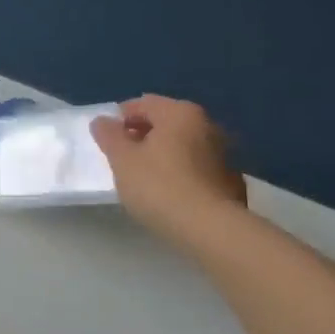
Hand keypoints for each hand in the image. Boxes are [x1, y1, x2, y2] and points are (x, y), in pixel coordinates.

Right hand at [90, 95, 247, 249]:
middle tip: (122, 156)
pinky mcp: (231, 181)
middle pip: (166, 123)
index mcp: (180, 113)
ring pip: (183, 146)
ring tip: (143, 176)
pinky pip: (197, 167)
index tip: (106, 139)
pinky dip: (181, 172)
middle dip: (142, 135)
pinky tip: (169, 192)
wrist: (210, 229)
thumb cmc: (159, 185)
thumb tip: (103, 121)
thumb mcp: (121, 159)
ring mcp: (225, 154)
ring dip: (163, 154)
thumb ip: (109, 135)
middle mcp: (207, 125)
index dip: (120, 118)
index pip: (143, 103)